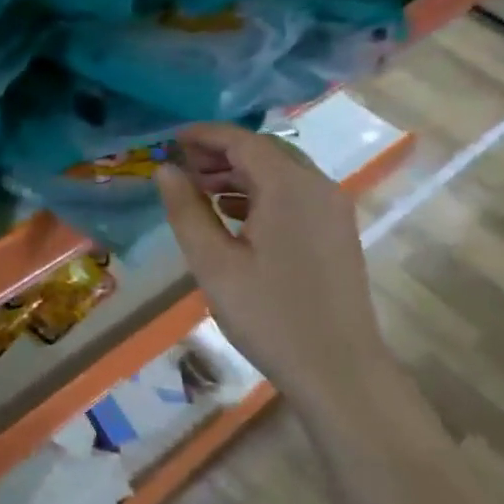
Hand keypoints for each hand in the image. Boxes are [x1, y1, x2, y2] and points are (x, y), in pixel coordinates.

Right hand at [154, 122, 391, 415]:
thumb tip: (165, 170)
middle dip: (220, 153)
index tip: (169, 140)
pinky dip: (261, 193)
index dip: (203, 135)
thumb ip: (186, 211)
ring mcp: (333, 208)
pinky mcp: (336, 231)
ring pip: (281, 172)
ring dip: (240, 173)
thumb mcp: (214, 263)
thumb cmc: (268, 315)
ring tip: (200, 190)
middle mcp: (318, 186)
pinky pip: (294, 194)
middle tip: (180, 167)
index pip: (242, 140)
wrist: (338, 368)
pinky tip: (234, 215)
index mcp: (289, 186)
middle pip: (264, 151)